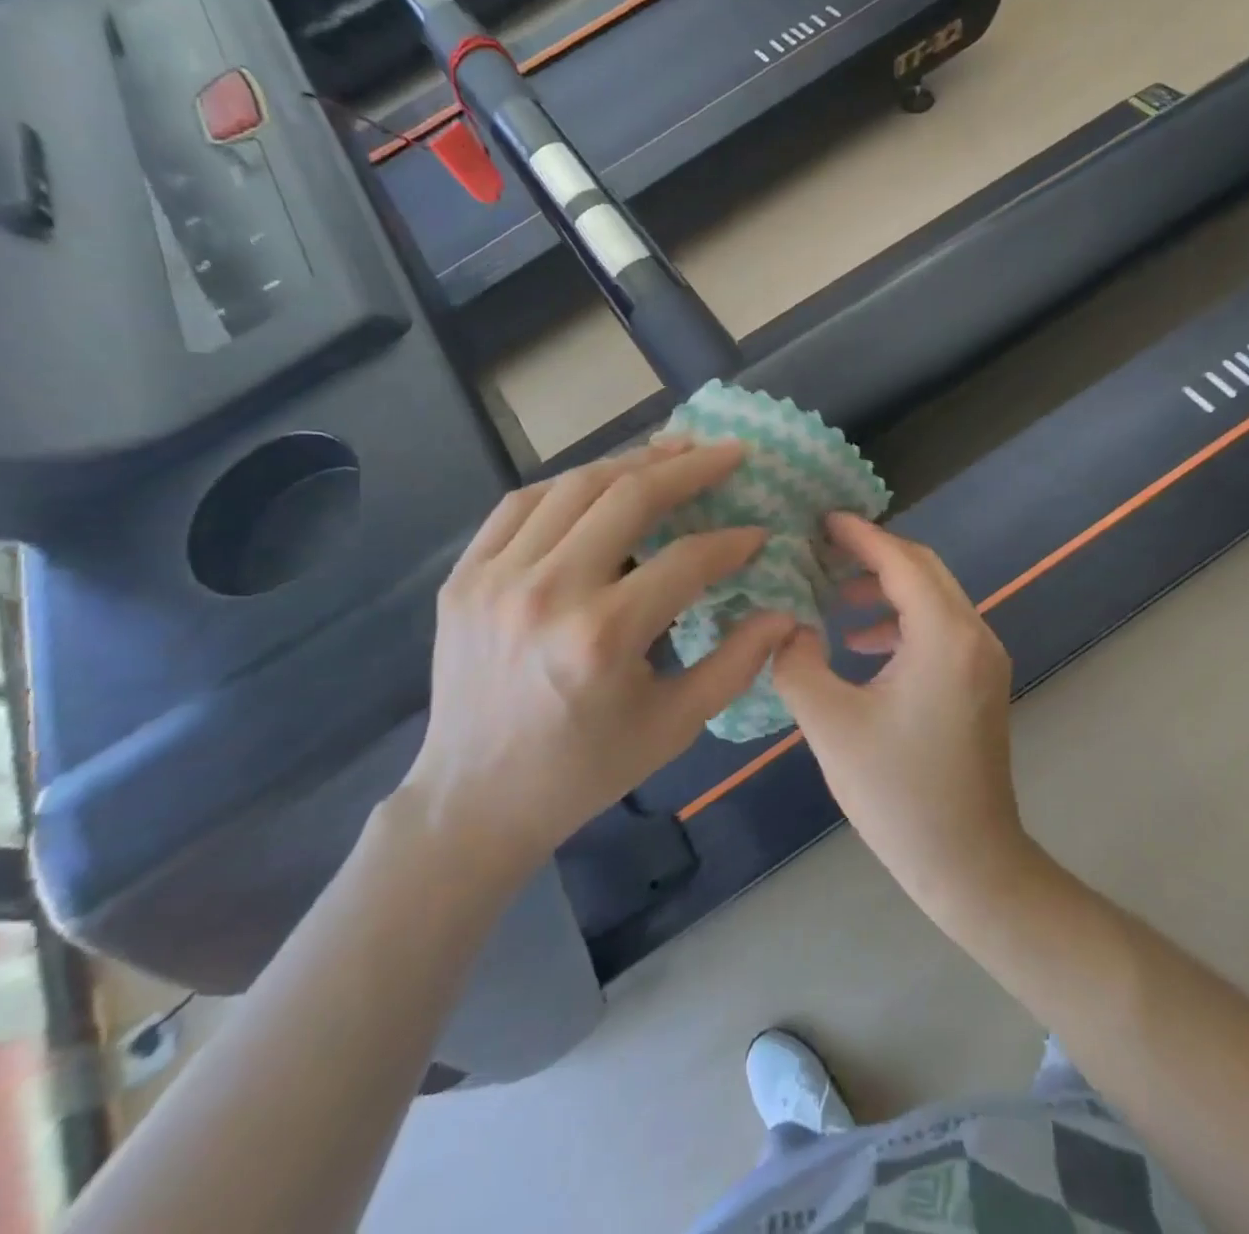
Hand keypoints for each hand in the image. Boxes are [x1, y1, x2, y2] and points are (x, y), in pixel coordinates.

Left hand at [407, 440, 795, 869]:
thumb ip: (735, 664)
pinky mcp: (465, 576)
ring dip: (631, 462)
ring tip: (673, 449)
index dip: (732, 543)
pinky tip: (601, 480)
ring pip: (573, 487)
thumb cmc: (585, 769)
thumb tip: (784, 613)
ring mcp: (495, 578)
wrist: (474, 799)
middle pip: (627, 497)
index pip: (685, 561)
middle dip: (688, 467)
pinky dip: (568, 484)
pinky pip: (520, 504)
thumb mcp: (673, 727)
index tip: (759, 534)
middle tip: (729, 451)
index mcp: (602, 637)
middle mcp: (547, 592)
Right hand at [772, 515, 1028, 907]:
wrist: (968, 862)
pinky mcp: (979, 681)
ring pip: (932, 597)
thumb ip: (797, 661)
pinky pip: (938, 628)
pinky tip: (860, 645)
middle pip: (923, 570)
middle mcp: (973, 635)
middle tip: (820, 550)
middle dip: (872, 554)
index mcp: (943, 636)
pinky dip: (899, 621)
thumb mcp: (830, 724)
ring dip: (885, 588)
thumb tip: (787, 626)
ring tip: (833, 598)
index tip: (821, 519)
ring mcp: (983, 659)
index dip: (860, 536)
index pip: (901, 561)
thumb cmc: (897, 793)